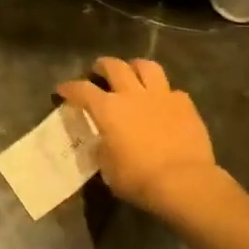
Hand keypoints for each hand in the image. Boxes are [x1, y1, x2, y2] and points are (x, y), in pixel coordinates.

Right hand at [57, 57, 217, 213]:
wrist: (184, 182)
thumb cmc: (138, 178)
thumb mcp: (108, 169)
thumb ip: (102, 150)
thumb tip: (102, 143)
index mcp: (108, 109)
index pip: (82, 90)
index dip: (69, 88)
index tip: (63, 90)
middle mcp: (132, 94)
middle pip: (114, 66)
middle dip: (102, 66)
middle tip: (98, 71)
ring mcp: (161, 96)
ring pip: (147, 66)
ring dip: (136, 67)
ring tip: (133, 73)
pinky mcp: (185, 105)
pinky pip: (173, 91)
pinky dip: (165, 94)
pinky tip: (164, 103)